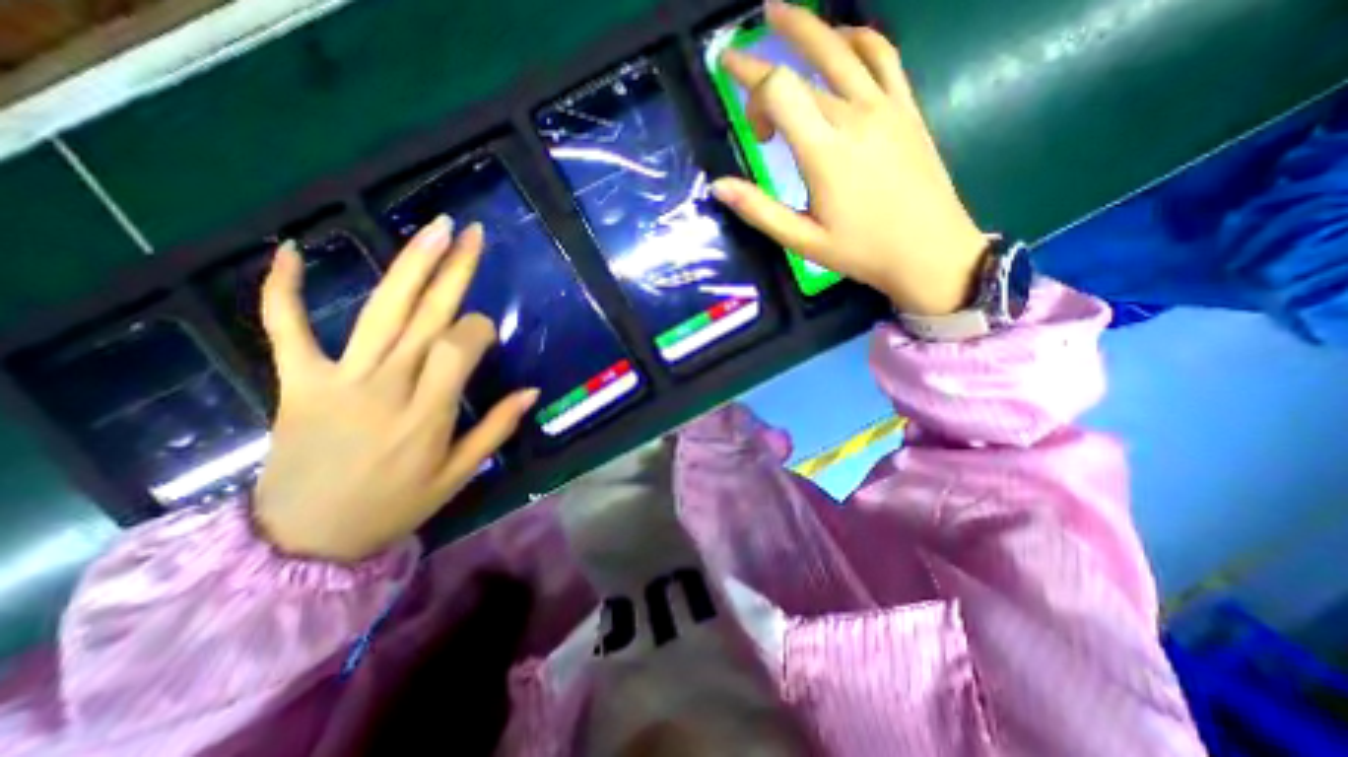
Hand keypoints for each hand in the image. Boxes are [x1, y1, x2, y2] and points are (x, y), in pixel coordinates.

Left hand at [251, 215, 538, 558]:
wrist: (306, 538)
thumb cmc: (396, 506)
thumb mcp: (459, 475)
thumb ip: (496, 429)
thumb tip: (531, 391)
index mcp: (427, 413)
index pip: (459, 348)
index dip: (478, 330)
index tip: (487, 332)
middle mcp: (387, 386)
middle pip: (426, 316)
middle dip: (453, 271)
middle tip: (470, 233)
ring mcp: (338, 379)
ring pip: (380, 312)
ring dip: (408, 265)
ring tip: (432, 230)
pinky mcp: (298, 381)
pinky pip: (285, 329)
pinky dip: (283, 290)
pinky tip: (291, 249)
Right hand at [710, 0, 985, 312]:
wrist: (929, 251)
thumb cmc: (861, 252)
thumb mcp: (802, 240)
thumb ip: (759, 210)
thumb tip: (718, 185)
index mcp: (824, 151)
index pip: (779, 91)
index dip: (751, 90)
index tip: (744, 118)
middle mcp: (853, 116)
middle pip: (803, 66)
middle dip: (762, 65)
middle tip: (735, 56)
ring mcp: (885, 106)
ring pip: (842, 48)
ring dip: (807, 26)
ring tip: (778, 12)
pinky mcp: (906, 108)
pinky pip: (883, 56)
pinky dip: (858, 37)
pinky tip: (842, 38)